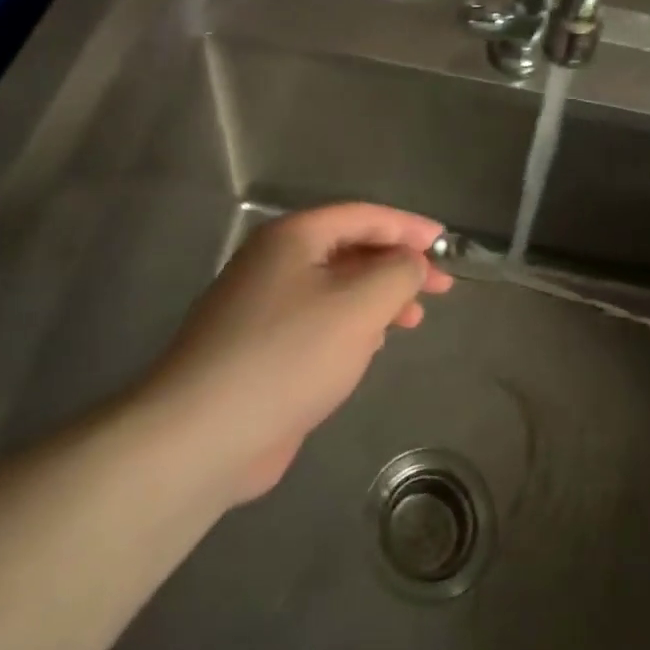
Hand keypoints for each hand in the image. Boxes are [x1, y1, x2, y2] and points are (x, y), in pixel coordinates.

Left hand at [146, 204, 452, 501]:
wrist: (204, 433)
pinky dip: (351, 326)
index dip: (409, 227)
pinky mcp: (261, 348)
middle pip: (350, 249)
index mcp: (293, 237)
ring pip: (335, 288)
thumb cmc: (289, 355)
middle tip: (441, 286)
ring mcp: (263, 306)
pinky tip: (371, 347)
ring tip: (413, 319)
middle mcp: (275, 262)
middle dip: (397, 265)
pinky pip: (317, 322)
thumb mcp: (358, 305)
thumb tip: (412, 261)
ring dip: (377, 298)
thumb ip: (396, 273)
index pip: (363, 216)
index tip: (446, 245)